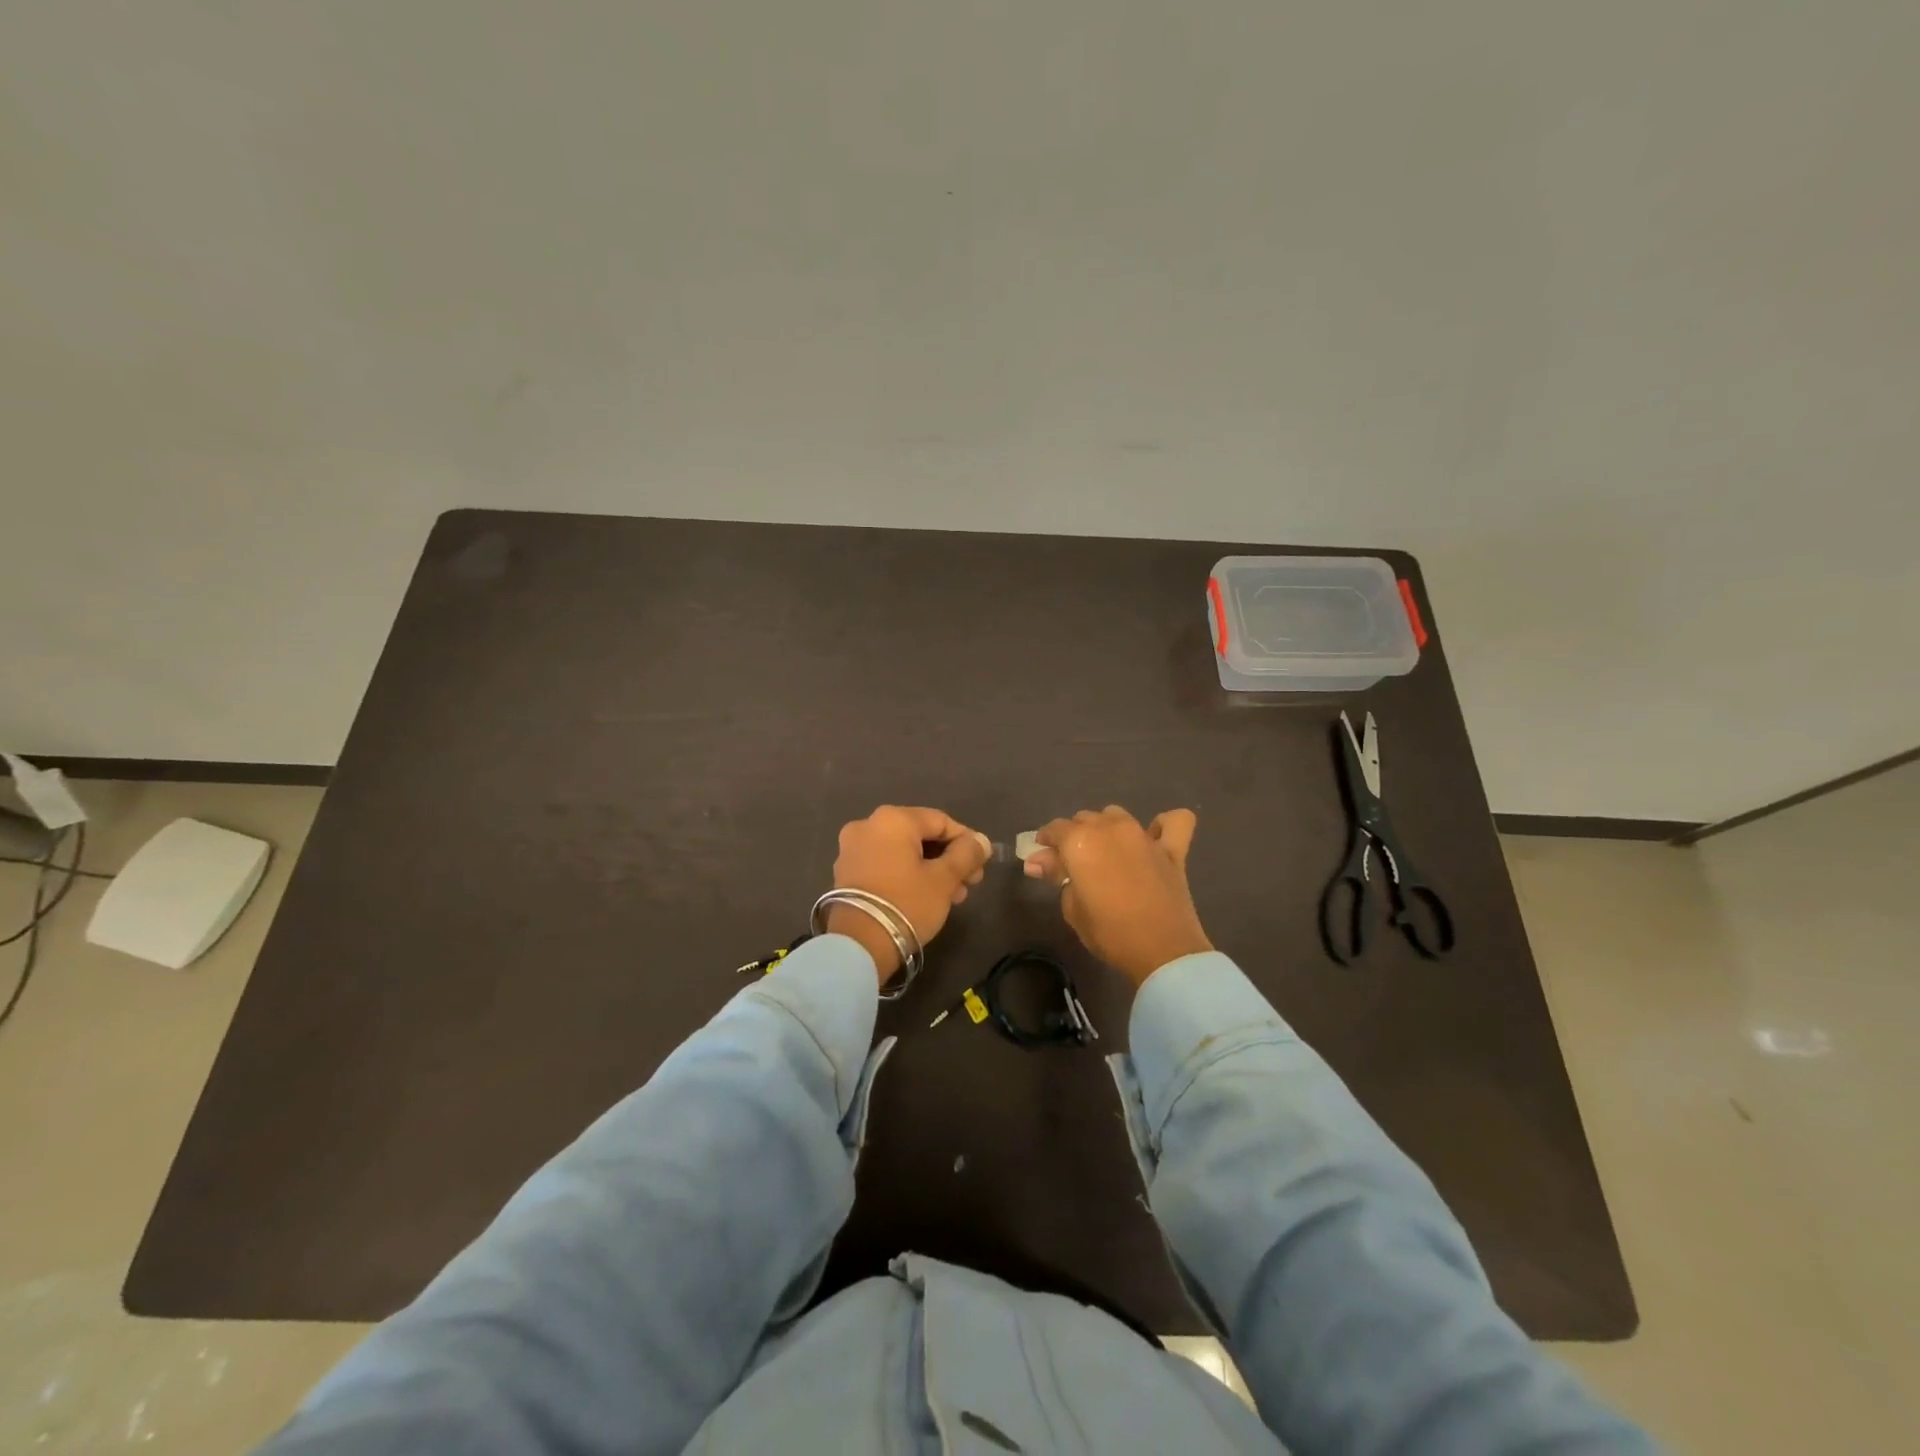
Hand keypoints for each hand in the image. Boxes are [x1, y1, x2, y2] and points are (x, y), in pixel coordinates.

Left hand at [828, 805, 990, 983]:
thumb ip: (967, 855)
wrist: (858, 944)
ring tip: (952, 895)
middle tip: (969, 883)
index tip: (981, 864)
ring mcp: (852, 849)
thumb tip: (982, 841)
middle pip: (921, 836)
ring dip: (930, 869)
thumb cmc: (907, 903)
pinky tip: (926, 897)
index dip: (966, 841)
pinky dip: (907, 875)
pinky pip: (885, 864)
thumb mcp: (944, 879)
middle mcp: (868, 825)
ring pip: (903, 852)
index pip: (941, 821)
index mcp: (892, 819)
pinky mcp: (845, 872)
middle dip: (948, 858)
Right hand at [1025, 806, 1211, 985]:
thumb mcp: (1072, 908)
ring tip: (1105, 850)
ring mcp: (1144, 836)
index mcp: (1080, 841)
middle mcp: (1110, 829)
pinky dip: (1162, 825)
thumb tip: (1038, 861)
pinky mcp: (1172, 849)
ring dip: (1106, 827)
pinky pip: (1175, 821)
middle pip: (1084, 818)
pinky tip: (1155, 837)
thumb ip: (1056, 875)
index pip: (1055, 829)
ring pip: (1117, 815)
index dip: (1045, 841)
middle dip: (1073, 835)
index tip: (1042, 858)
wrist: (1163, 952)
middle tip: (1072, 862)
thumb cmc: (1109, 933)